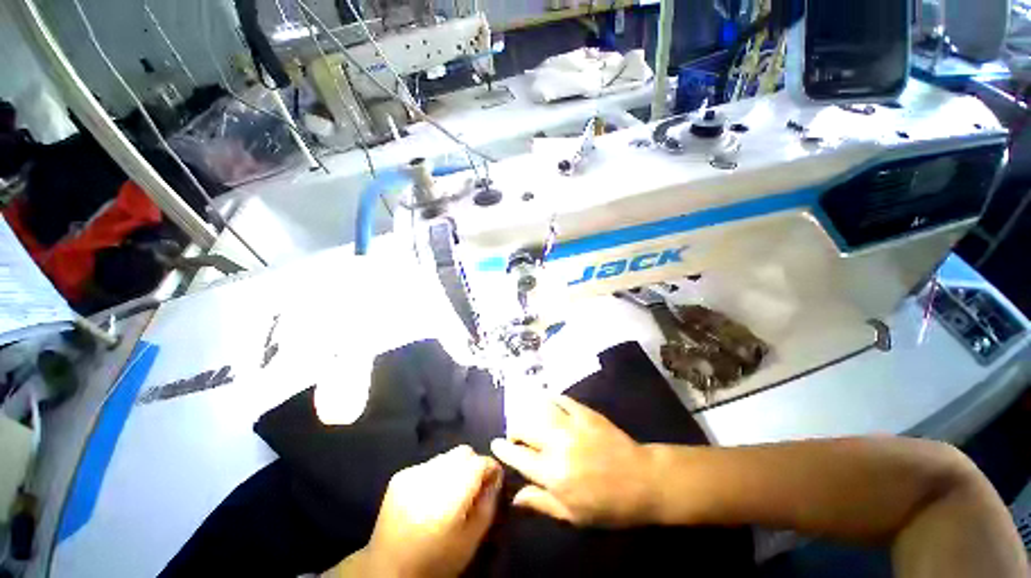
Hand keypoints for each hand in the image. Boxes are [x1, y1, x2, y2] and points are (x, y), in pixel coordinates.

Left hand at [351, 446, 502, 577]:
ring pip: (447, 456)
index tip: (494, 479)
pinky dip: (437, 473)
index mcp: (450, 495)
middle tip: (474, 485)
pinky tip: (432, 494)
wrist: (387, 570)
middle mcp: (431, 477)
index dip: (491, 467)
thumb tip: (496, 478)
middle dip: (474, 464)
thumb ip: (488, 504)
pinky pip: (429, 464)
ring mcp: (413, 473)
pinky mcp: (400, 476)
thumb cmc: (436, 561)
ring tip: (451, 491)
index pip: (479, 462)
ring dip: (455, 468)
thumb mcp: (471, 541)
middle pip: (464, 452)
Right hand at [491, 394, 655, 527]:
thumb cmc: (608, 505)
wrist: (642, 480)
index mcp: (552, 474)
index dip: (503, 448)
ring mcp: (571, 425)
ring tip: (527, 415)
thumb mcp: (573, 515)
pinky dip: (549, 398)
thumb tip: (514, 497)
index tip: (496, 443)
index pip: (518, 456)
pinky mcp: (584, 412)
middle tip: (515, 434)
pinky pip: (561, 399)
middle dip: (513, 429)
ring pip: (539, 409)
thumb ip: (541, 503)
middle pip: (524, 428)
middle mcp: (557, 445)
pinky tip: (546, 399)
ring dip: (528, 410)